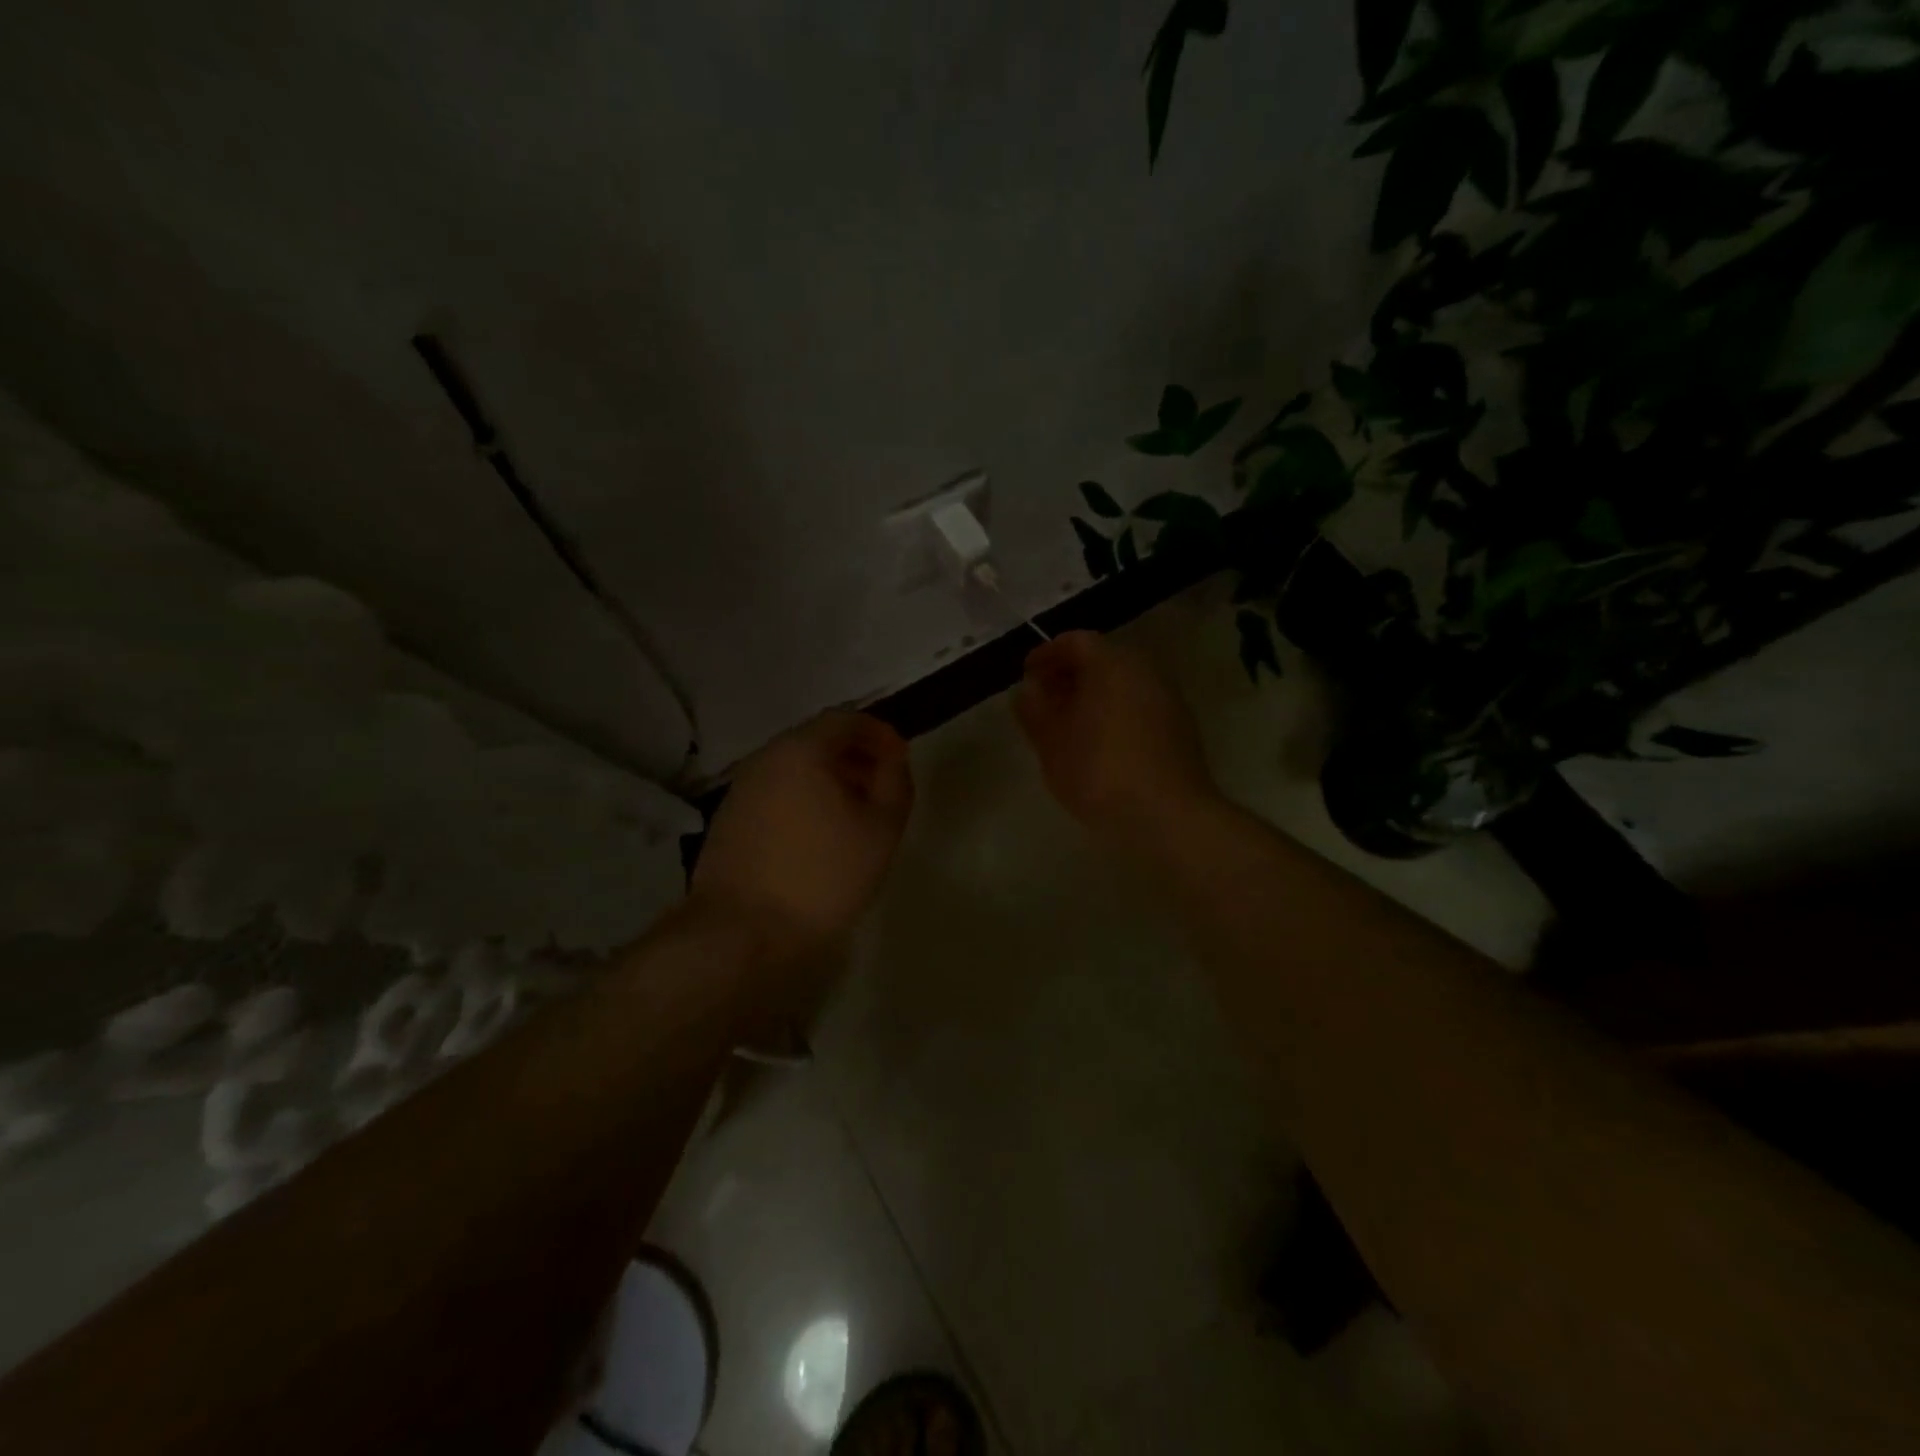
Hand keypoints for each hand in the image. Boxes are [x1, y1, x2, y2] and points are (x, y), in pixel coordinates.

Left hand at [692, 711, 914, 962]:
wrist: (742, 931)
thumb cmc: (822, 875)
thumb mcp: (882, 829)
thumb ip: (895, 782)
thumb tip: (891, 759)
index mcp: (802, 749)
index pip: (847, 719)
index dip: (880, 734)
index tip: (901, 760)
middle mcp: (766, 758)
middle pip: (818, 741)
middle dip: (855, 757)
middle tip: (882, 788)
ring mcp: (741, 788)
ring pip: (795, 769)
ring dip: (829, 780)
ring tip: (854, 815)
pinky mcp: (728, 819)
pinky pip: (777, 793)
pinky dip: (804, 800)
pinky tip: (818, 836)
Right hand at [1014, 630, 1217, 841]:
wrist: (1167, 816)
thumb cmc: (1099, 772)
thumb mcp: (1052, 742)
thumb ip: (1035, 709)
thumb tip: (1029, 689)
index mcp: (1111, 664)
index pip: (1075, 641)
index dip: (1046, 655)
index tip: (1027, 676)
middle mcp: (1144, 670)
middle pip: (1102, 659)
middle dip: (1070, 675)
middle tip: (1045, 700)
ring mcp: (1168, 698)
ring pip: (1123, 683)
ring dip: (1095, 695)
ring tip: (1070, 724)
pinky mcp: (1181, 727)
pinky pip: (1140, 705)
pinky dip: (1116, 712)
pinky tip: (1101, 742)